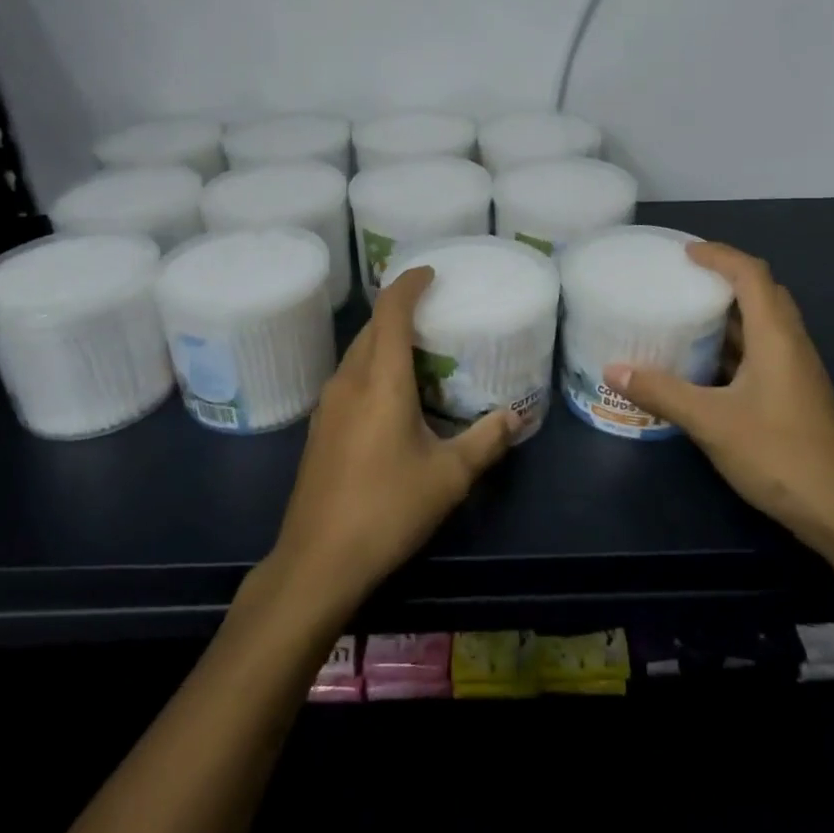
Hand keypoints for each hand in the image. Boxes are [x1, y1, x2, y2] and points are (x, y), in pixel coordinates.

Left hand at [268, 265, 518, 615]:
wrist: (318, 560)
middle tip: (434, 311)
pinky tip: (391, 394)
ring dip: (384, 340)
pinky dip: (371, 367)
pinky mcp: (320, 428)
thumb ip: (484, 441)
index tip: (430, 272)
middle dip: (399, 310)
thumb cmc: (387, 510)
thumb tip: (515, 416)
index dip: (408, 284)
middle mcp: (349, 382)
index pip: (391, 312)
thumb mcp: (448, 477)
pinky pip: (348, 378)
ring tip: (418, 349)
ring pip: (357, 353)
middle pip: (371, 328)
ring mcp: (328, 405)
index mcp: (380, 381)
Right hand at [604, 242, 833, 551]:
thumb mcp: (710, 421)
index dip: (720, 255)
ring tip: (688, 315)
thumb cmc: (777, 454)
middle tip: (685, 281)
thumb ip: (661, 392)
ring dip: (731, 313)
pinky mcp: (796, 395)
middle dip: (726, 279)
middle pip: (763, 293)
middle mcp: (791, 345)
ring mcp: (798, 371)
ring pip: (765, 325)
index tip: (684, 253)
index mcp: (776, 337)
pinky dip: (735, 345)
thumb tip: (613, 370)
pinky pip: (764, 352)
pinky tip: (706, 366)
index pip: (751, 274)